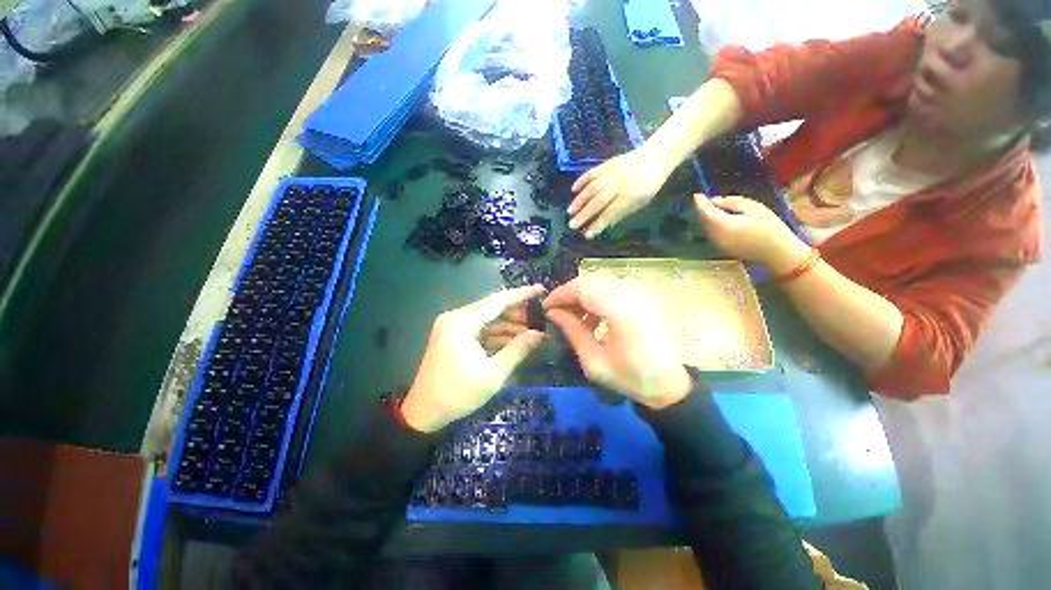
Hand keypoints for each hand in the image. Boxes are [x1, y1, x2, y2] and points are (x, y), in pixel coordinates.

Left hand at [401, 285, 546, 431]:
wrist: (424, 414)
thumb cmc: (458, 393)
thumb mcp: (493, 373)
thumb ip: (518, 349)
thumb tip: (540, 334)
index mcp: (462, 322)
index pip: (498, 300)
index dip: (522, 294)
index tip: (541, 290)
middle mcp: (456, 318)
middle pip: (492, 308)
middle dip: (517, 314)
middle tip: (540, 319)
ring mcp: (453, 327)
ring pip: (487, 320)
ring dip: (508, 326)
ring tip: (532, 333)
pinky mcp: (453, 337)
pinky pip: (479, 330)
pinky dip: (496, 335)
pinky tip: (514, 341)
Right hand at [544, 277, 692, 408]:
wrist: (669, 384)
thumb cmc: (630, 377)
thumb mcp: (593, 361)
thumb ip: (572, 331)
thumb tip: (552, 313)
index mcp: (619, 310)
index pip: (581, 288)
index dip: (560, 295)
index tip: (545, 308)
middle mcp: (630, 293)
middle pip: (589, 281)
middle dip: (569, 294)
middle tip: (556, 312)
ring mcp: (638, 292)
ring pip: (599, 282)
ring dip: (581, 296)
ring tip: (572, 318)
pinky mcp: (641, 296)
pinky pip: (610, 288)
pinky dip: (595, 298)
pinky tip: (591, 318)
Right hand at [567, 148, 669, 238]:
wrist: (655, 157)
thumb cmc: (648, 185)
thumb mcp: (640, 203)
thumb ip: (622, 213)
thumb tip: (605, 224)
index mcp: (629, 196)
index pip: (610, 213)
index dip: (598, 225)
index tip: (587, 235)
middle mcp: (618, 185)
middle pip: (598, 202)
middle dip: (584, 215)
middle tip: (572, 225)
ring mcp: (611, 173)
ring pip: (592, 188)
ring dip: (579, 200)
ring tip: (570, 211)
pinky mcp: (607, 164)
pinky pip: (592, 173)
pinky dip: (581, 181)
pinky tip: (573, 190)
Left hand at [693, 195, 809, 273]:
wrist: (778, 254)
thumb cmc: (771, 228)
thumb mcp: (755, 209)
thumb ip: (732, 203)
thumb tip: (715, 200)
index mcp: (723, 225)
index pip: (705, 212)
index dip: (700, 203)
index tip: (697, 194)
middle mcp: (715, 236)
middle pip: (703, 221)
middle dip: (702, 209)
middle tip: (704, 198)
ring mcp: (717, 244)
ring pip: (706, 228)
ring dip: (706, 217)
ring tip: (711, 206)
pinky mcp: (721, 248)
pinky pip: (711, 234)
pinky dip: (711, 225)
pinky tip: (718, 218)